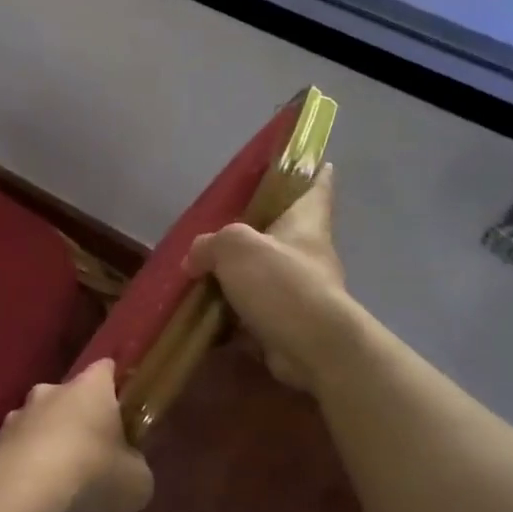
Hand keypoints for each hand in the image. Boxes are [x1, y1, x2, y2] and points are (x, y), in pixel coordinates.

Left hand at [0, 359, 153, 511]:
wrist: (16, 499)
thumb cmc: (89, 478)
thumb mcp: (136, 483)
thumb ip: (135, 467)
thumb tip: (129, 467)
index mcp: (90, 387)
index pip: (106, 369)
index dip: (116, 386)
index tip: (125, 407)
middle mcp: (50, 390)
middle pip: (70, 397)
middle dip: (80, 419)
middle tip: (94, 454)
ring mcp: (16, 416)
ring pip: (39, 423)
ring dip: (49, 443)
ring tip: (61, 482)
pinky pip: (18, 452)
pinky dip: (26, 468)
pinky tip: (35, 497)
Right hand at [184, 166, 350, 390]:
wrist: (313, 349)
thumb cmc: (281, 283)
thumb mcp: (235, 247)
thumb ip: (210, 244)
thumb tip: (196, 258)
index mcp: (305, 222)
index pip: (316, 186)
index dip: (311, 172)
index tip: (304, 162)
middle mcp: (307, 252)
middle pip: (283, 231)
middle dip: (256, 229)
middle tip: (221, 225)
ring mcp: (300, 291)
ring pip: (264, 273)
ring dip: (239, 275)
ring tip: (202, 271)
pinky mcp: (288, 324)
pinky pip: (254, 311)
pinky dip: (233, 312)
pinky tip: (205, 313)